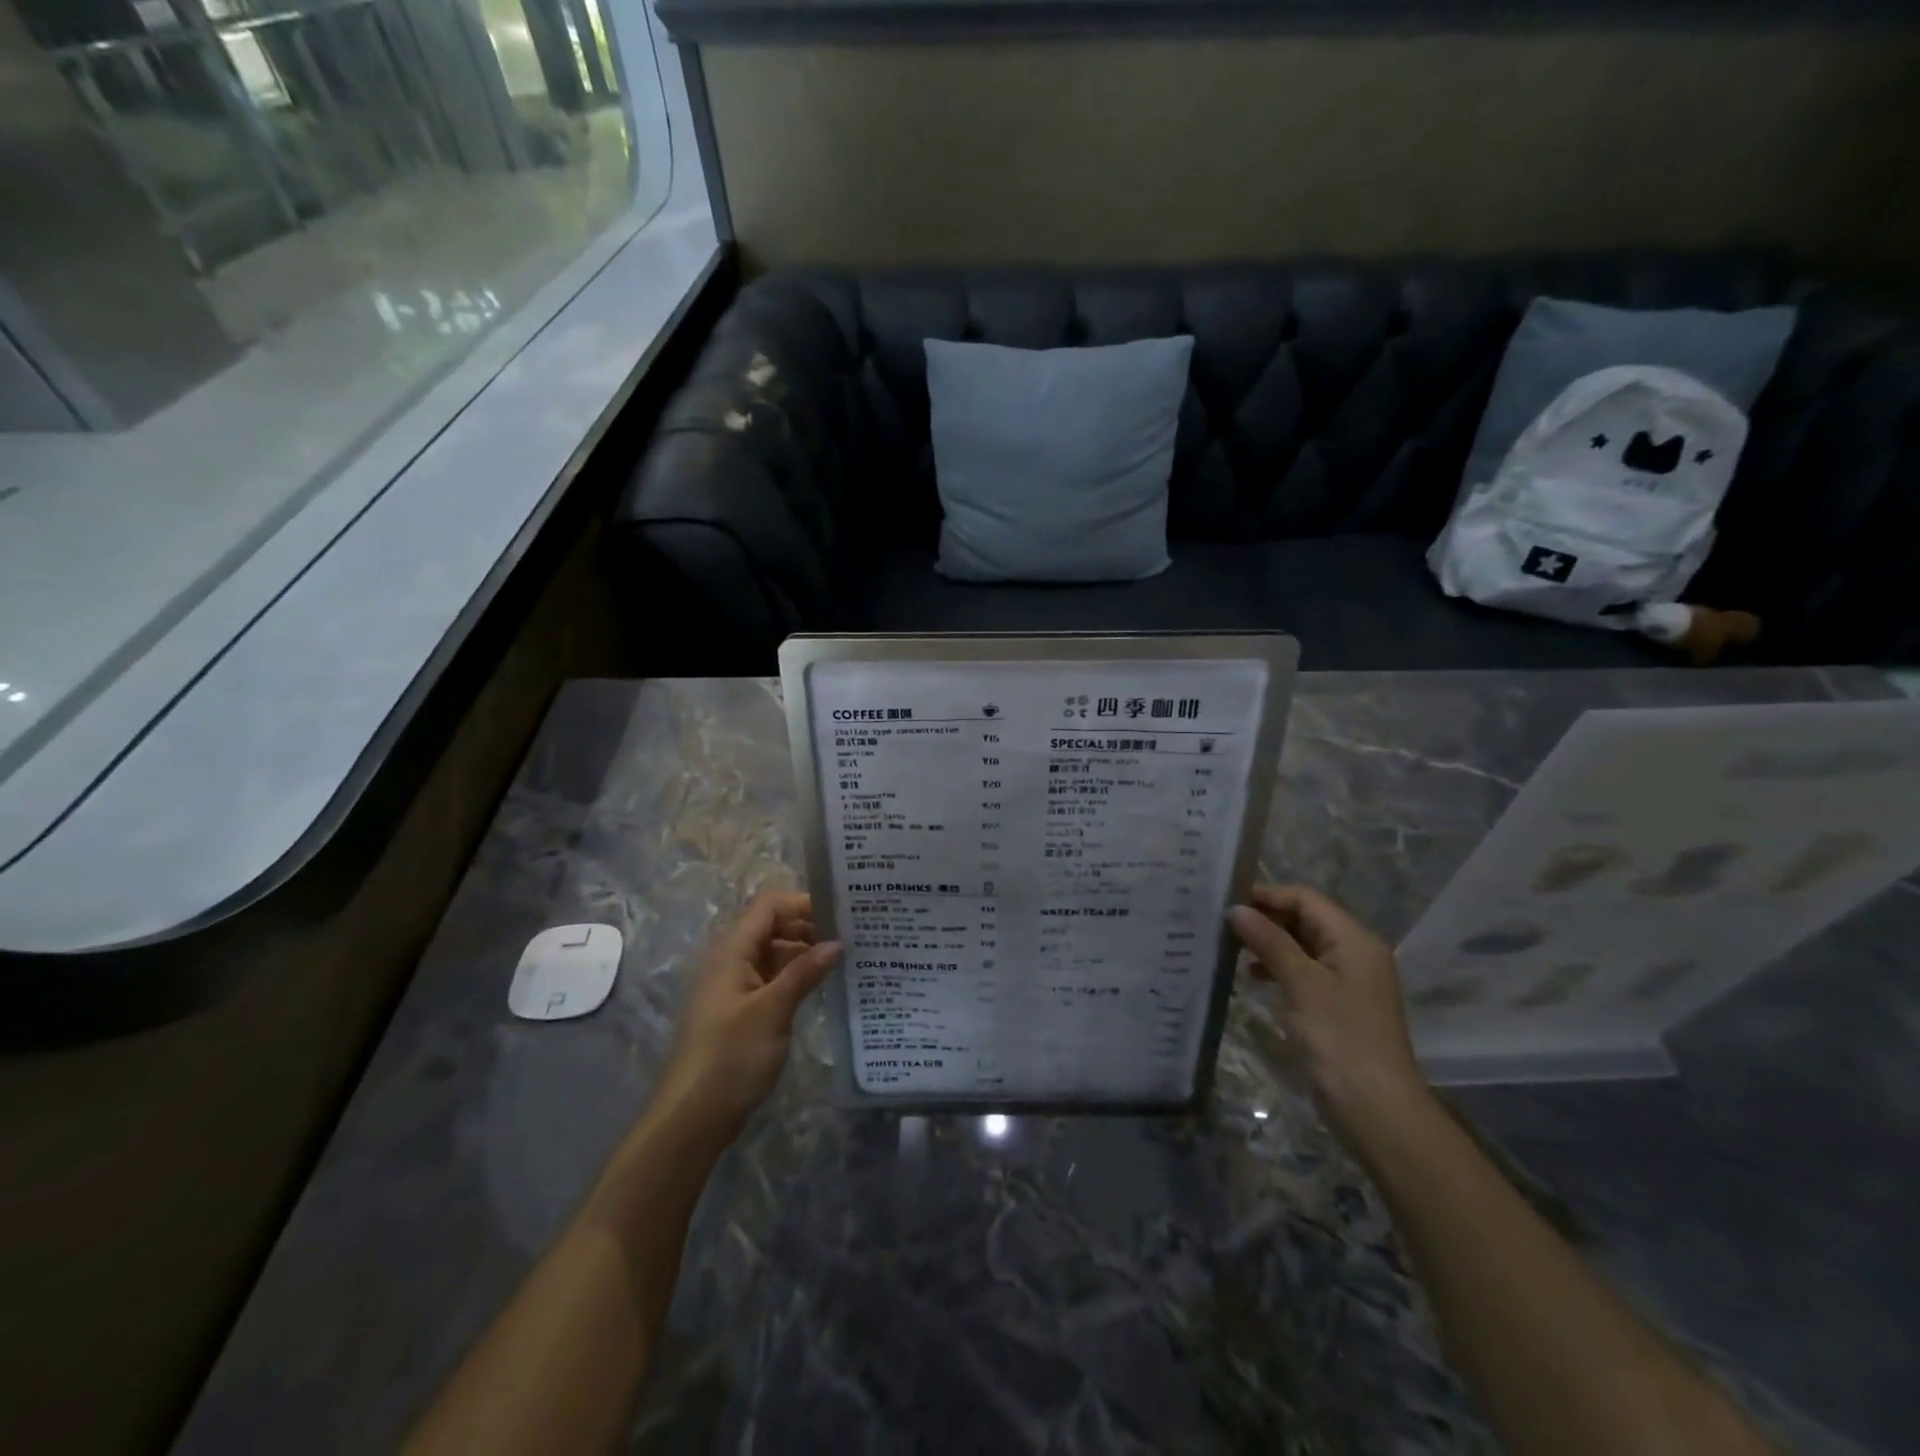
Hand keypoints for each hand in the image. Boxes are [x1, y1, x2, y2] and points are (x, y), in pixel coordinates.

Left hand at [654, 891, 841, 1140]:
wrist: (693, 1117)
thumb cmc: (730, 1056)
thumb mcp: (772, 1010)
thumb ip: (804, 972)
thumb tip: (837, 942)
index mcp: (732, 951)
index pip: (769, 907)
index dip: (803, 903)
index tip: (840, 913)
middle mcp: (732, 961)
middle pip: (773, 927)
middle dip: (810, 927)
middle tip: (852, 936)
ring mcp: (736, 987)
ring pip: (775, 954)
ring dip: (806, 953)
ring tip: (846, 959)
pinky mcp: (742, 1011)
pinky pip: (773, 980)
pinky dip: (797, 977)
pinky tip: (824, 986)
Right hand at [1228, 884, 1431, 1144]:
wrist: (1376, 1109)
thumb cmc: (1338, 1038)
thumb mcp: (1300, 983)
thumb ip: (1269, 941)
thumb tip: (1236, 909)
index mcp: (1354, 940)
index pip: (1306, 899)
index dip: (1267, 895)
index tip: (1226, 901)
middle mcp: (1355, 953)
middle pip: (1306, 919)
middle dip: (1266, 918)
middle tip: (1222, 924)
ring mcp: (1349, 981)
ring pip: (1303, 946)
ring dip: (1270, 943)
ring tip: (1231, 948)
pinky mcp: (1339, 1006)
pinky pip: (1306, 972)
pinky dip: (1280, 968)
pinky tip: (1253, 978)